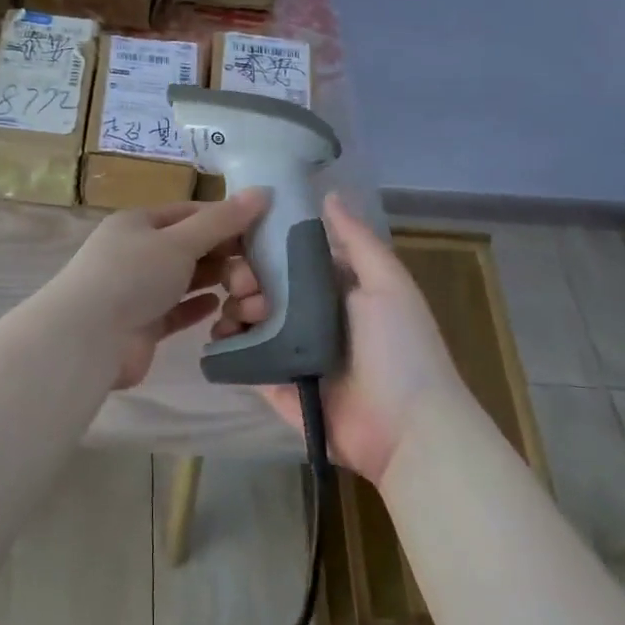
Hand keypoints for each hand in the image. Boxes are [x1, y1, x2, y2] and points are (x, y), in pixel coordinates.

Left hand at [54, 189, 270, 389]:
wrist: (88, 338)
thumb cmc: (133, 276)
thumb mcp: (180, 241)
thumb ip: (222, 221)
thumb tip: (262, 191)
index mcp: (138, 223)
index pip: (189, 212)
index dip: (225, 218)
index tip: (262, 230)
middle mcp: (136, 252)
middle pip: (189, 247)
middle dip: (224, 255)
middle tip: (257, 271)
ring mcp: (137, 290)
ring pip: (185, 280)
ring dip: (216, 282)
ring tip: (248, 290)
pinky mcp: (142, 324)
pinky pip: (177, 310)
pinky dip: (197, 307)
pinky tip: (221, 306)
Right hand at [212, 193, 467, 480]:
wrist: (408, 430)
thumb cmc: (400, 349)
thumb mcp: (387, 285)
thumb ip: (358, 242)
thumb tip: (329, 194)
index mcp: (336, 293)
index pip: (290, 261)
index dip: (265, 249)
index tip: (243, 244)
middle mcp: (311, 320)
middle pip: (264, 291)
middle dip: (244, 282)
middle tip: (239, 288)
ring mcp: (292, 356)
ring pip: (249, 324)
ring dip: (233, 312)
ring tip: (231, 316)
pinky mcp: (276, 388)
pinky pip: (244, 364)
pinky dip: (227, 350)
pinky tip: (216, 339)